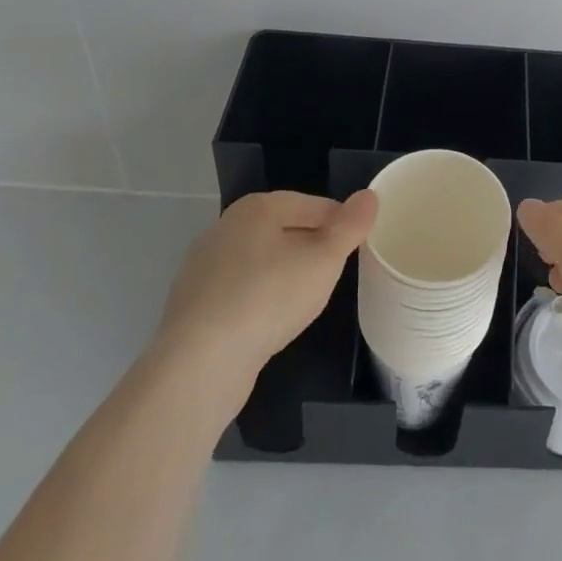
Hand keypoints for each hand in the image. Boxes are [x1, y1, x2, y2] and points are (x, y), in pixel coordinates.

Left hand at [154, 189, 377, 386]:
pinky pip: (238, 292)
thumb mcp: (324, 260)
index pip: (314, 205)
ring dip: (284, 276)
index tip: (356, 249)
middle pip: (284, 230)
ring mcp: (203, 266)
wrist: (199, 365)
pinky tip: (269, 323)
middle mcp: (226, 227)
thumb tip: (369, 196)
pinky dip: (258, 300)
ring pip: (260, 262)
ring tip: (305, 302)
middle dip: (311, 249)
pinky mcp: (192, 304)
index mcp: (257, 207)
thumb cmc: (268, 299)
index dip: (340, 224)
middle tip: (334, 275)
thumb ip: (350, 226)